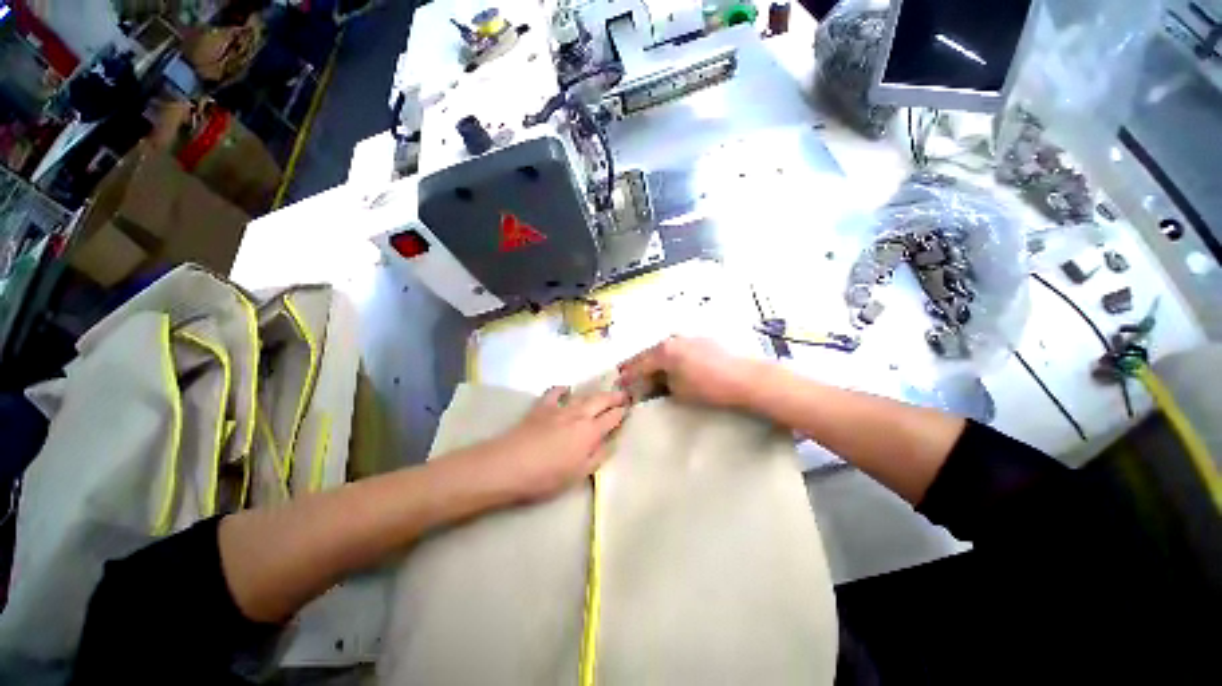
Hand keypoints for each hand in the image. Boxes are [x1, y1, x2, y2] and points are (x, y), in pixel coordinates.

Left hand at [468, 387, 629, 502]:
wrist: (509, 465)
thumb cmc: (546, 477)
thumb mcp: (578, 474)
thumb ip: (598, 456)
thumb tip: (612, 442)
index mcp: (590, 432)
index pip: (612, 418)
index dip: (622, 412)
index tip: (629, 407)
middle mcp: (578, 415)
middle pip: (601, 400)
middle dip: (614, 396)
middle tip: (623, 394)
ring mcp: (559, 408)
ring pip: (583, 395)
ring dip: (595, 393)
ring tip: (603, 392)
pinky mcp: (541, 407)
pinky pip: (555, 392)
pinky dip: (563, 389)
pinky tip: (567, 389)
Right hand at [618, 336, 760, 408]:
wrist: (745, 378)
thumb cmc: (708, 387)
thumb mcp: (678, 391)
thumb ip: (660, 385)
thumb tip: (652, 384)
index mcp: (663, 351)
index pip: (639, 364)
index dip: (628, 375)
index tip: (620, 382)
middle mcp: (673, 339)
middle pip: (649, 353)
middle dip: (639, 366)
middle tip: (630, 376)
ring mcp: (688, 337)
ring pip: (664, 349)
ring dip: (655, 361)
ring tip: (650, 372)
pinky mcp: (701, 340)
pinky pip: (677, 348)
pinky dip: (670, 357)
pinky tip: (671, 366)